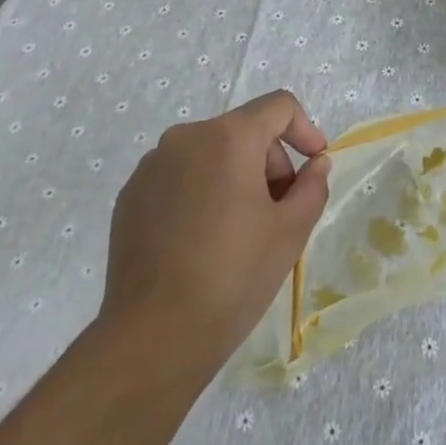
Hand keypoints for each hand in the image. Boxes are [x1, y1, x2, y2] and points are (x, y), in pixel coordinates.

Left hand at [100, 90, 331, 372]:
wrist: (153, 337)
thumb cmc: (233, 277)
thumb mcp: (291, 231)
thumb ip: (312, 186)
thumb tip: (315, 164)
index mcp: (228, 138)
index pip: (278, 106)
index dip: (305, 129)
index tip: (314, 164)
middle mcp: (186, 138)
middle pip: (243, 130)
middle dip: (269, 162)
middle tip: (278, 211)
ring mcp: (152, 166)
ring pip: (210, 153)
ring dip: (235, 176)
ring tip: (240, 230)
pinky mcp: (130, 195)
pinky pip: (179, 176)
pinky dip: (200, 192)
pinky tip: (201, 241)